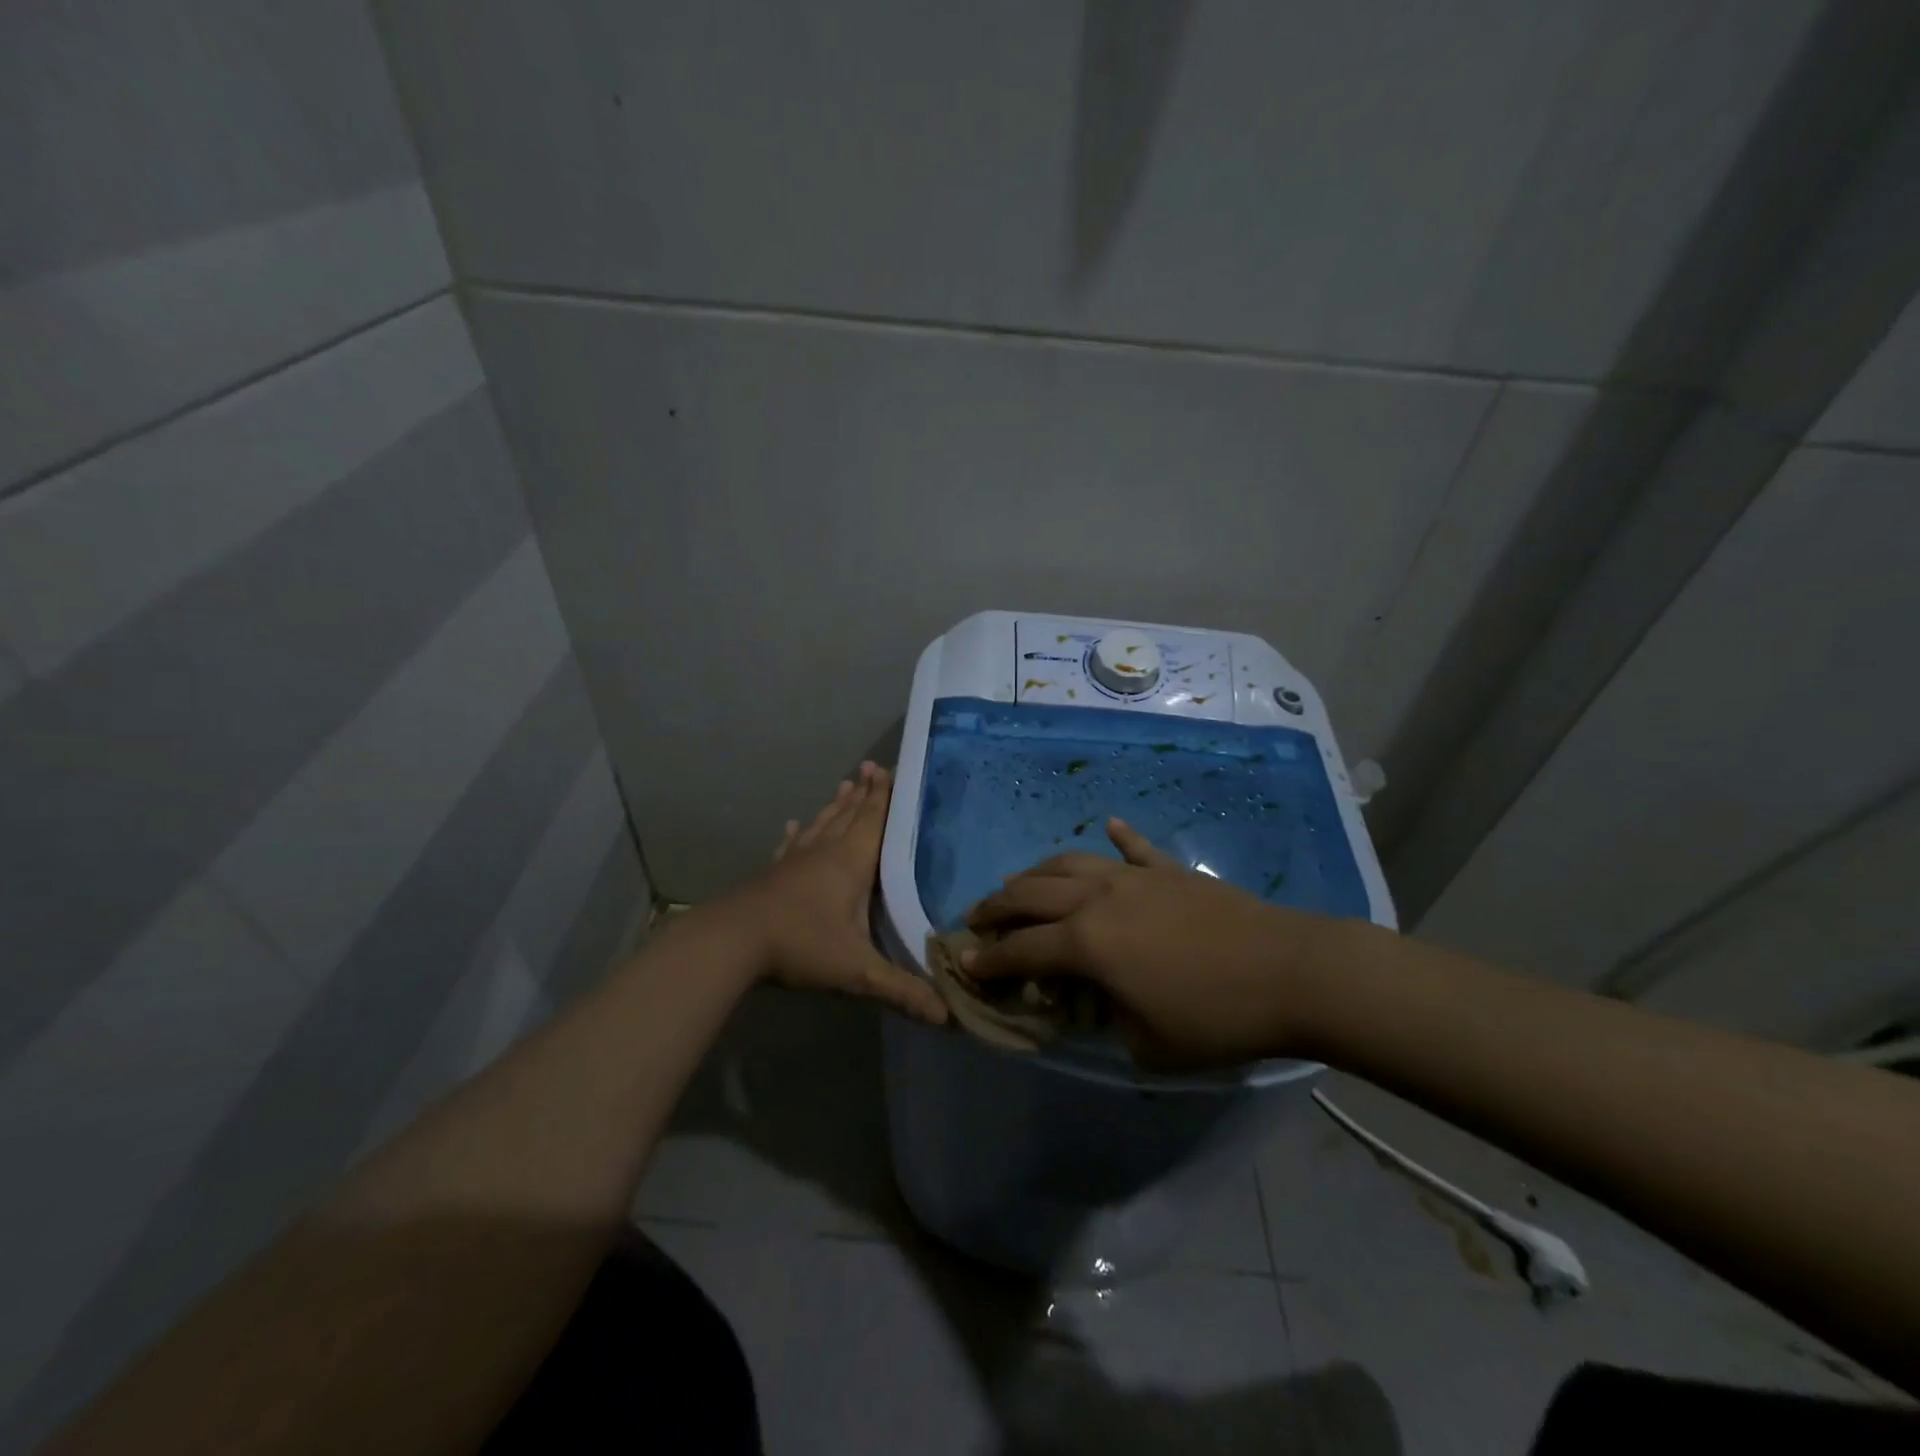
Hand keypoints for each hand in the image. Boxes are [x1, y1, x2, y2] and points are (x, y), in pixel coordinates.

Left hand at [728, 762, 947, 1023]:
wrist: (733, 941)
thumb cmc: (801, 945)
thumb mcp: (857, 971)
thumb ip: (902, 989)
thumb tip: (948, 1016)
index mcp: (851, 863)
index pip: (875, 821)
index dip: (886, 797)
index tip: (892, 770)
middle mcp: (825, 851)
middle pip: (850, 814)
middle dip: (865, 792)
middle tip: (873, 767)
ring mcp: (795, 859)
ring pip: (823, 823)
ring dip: (837, 804)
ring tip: (845, 784)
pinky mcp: (773, 872)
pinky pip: (792, 844)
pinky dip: (799, 832)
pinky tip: (796, 824)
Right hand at [964, 818, 1351, 1066]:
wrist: (1289, 972)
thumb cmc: (1215, 1017)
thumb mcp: (1146, 1042)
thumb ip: (1103, 1020)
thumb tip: (1088, 1001)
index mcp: (1087, 943)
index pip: (1021, 949)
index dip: (988, 960)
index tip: (964, 963)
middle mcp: (1098, 898)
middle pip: (1031, 893)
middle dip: (996, 906)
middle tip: (977, 917)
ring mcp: (1134, 877)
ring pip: (1068, 863)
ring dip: (1036, 873)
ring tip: (1019, 883)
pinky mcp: (1169, 871)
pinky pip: (1135, 849)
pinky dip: (1118, 838)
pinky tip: (1109, 825)